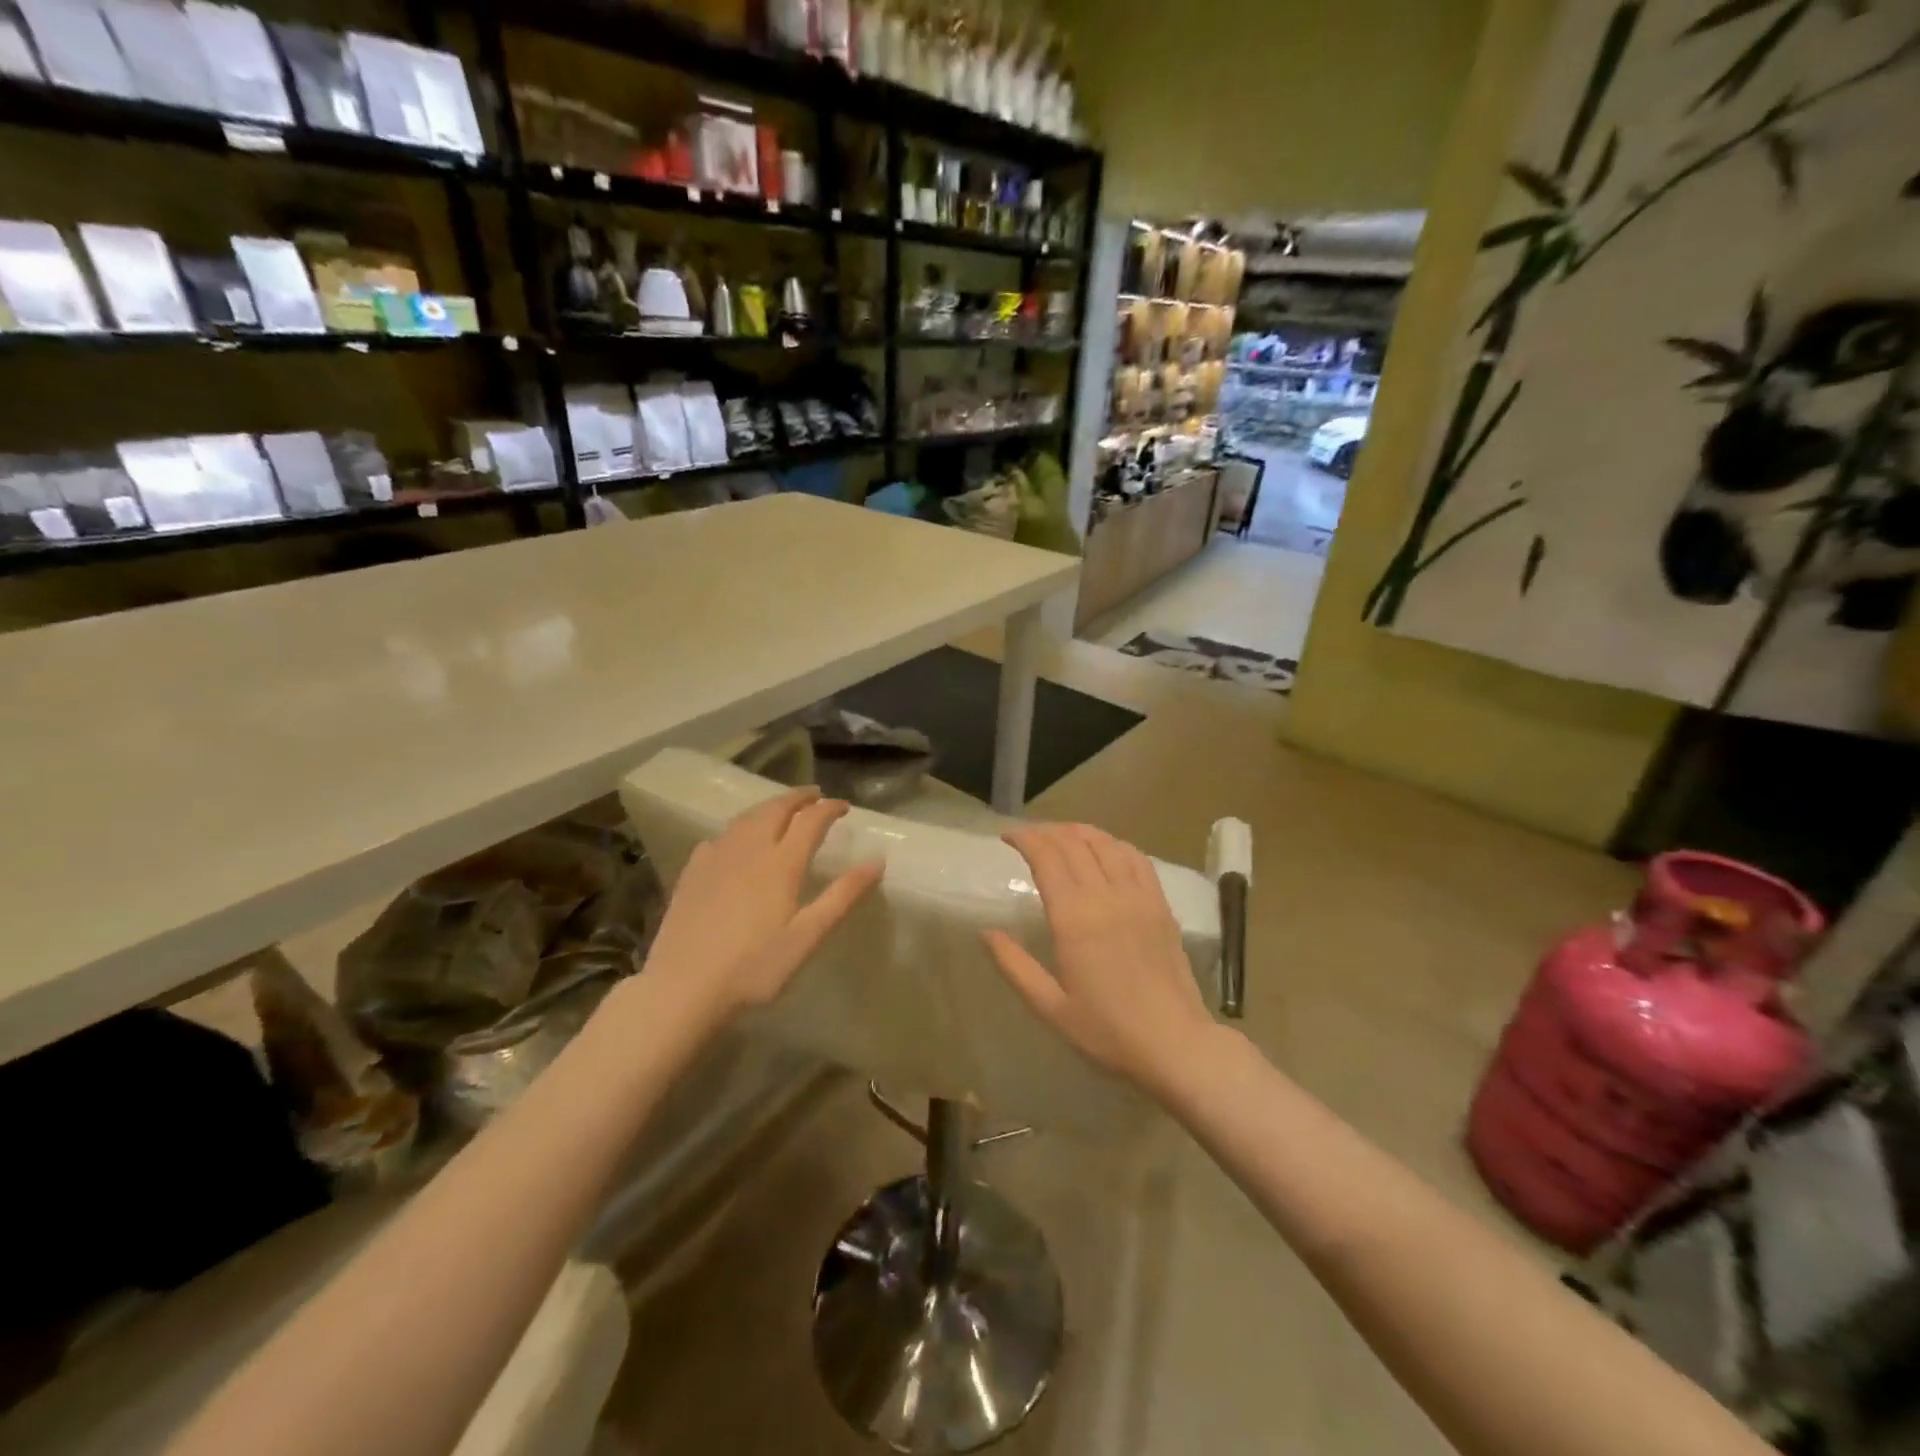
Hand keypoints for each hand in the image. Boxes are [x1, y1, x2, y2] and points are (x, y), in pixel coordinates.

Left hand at [646, 787, 881, 1024]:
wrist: (683, 988)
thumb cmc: (754, 967)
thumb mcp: (808, 937)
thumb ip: (843, 896)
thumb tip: (877, 860)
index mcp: (781, 863)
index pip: (810, 820)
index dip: (829, 808)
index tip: (844, 806)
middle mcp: (748, 850)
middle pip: (775, 809)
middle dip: (798, 798)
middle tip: (815, 796)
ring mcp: (716, 858)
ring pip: (746, 818)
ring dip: (769, 807)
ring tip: (782, 809)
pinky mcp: (692, 872)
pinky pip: (720, 836)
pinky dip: (739, 828)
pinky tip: (737, 841)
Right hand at [983, 823, 1215, 1095]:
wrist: (1175, 1045)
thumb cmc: (1107, 1032)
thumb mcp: (1050, 1007)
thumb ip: (1015, 966)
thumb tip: (986, 932)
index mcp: (1074, 918)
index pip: (1047, 857)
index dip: (1026, 839)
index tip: (1007, 837)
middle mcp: (1106, 896)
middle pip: (1074, 843)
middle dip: (1047, 831)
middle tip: (1028, 837)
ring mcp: (1139, 897)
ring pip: (1106, 843)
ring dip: (1079, 832)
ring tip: (1061, 836)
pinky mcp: (1161, 905)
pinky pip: (1137, 858)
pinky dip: (1114, 844)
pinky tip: (1105, 849)